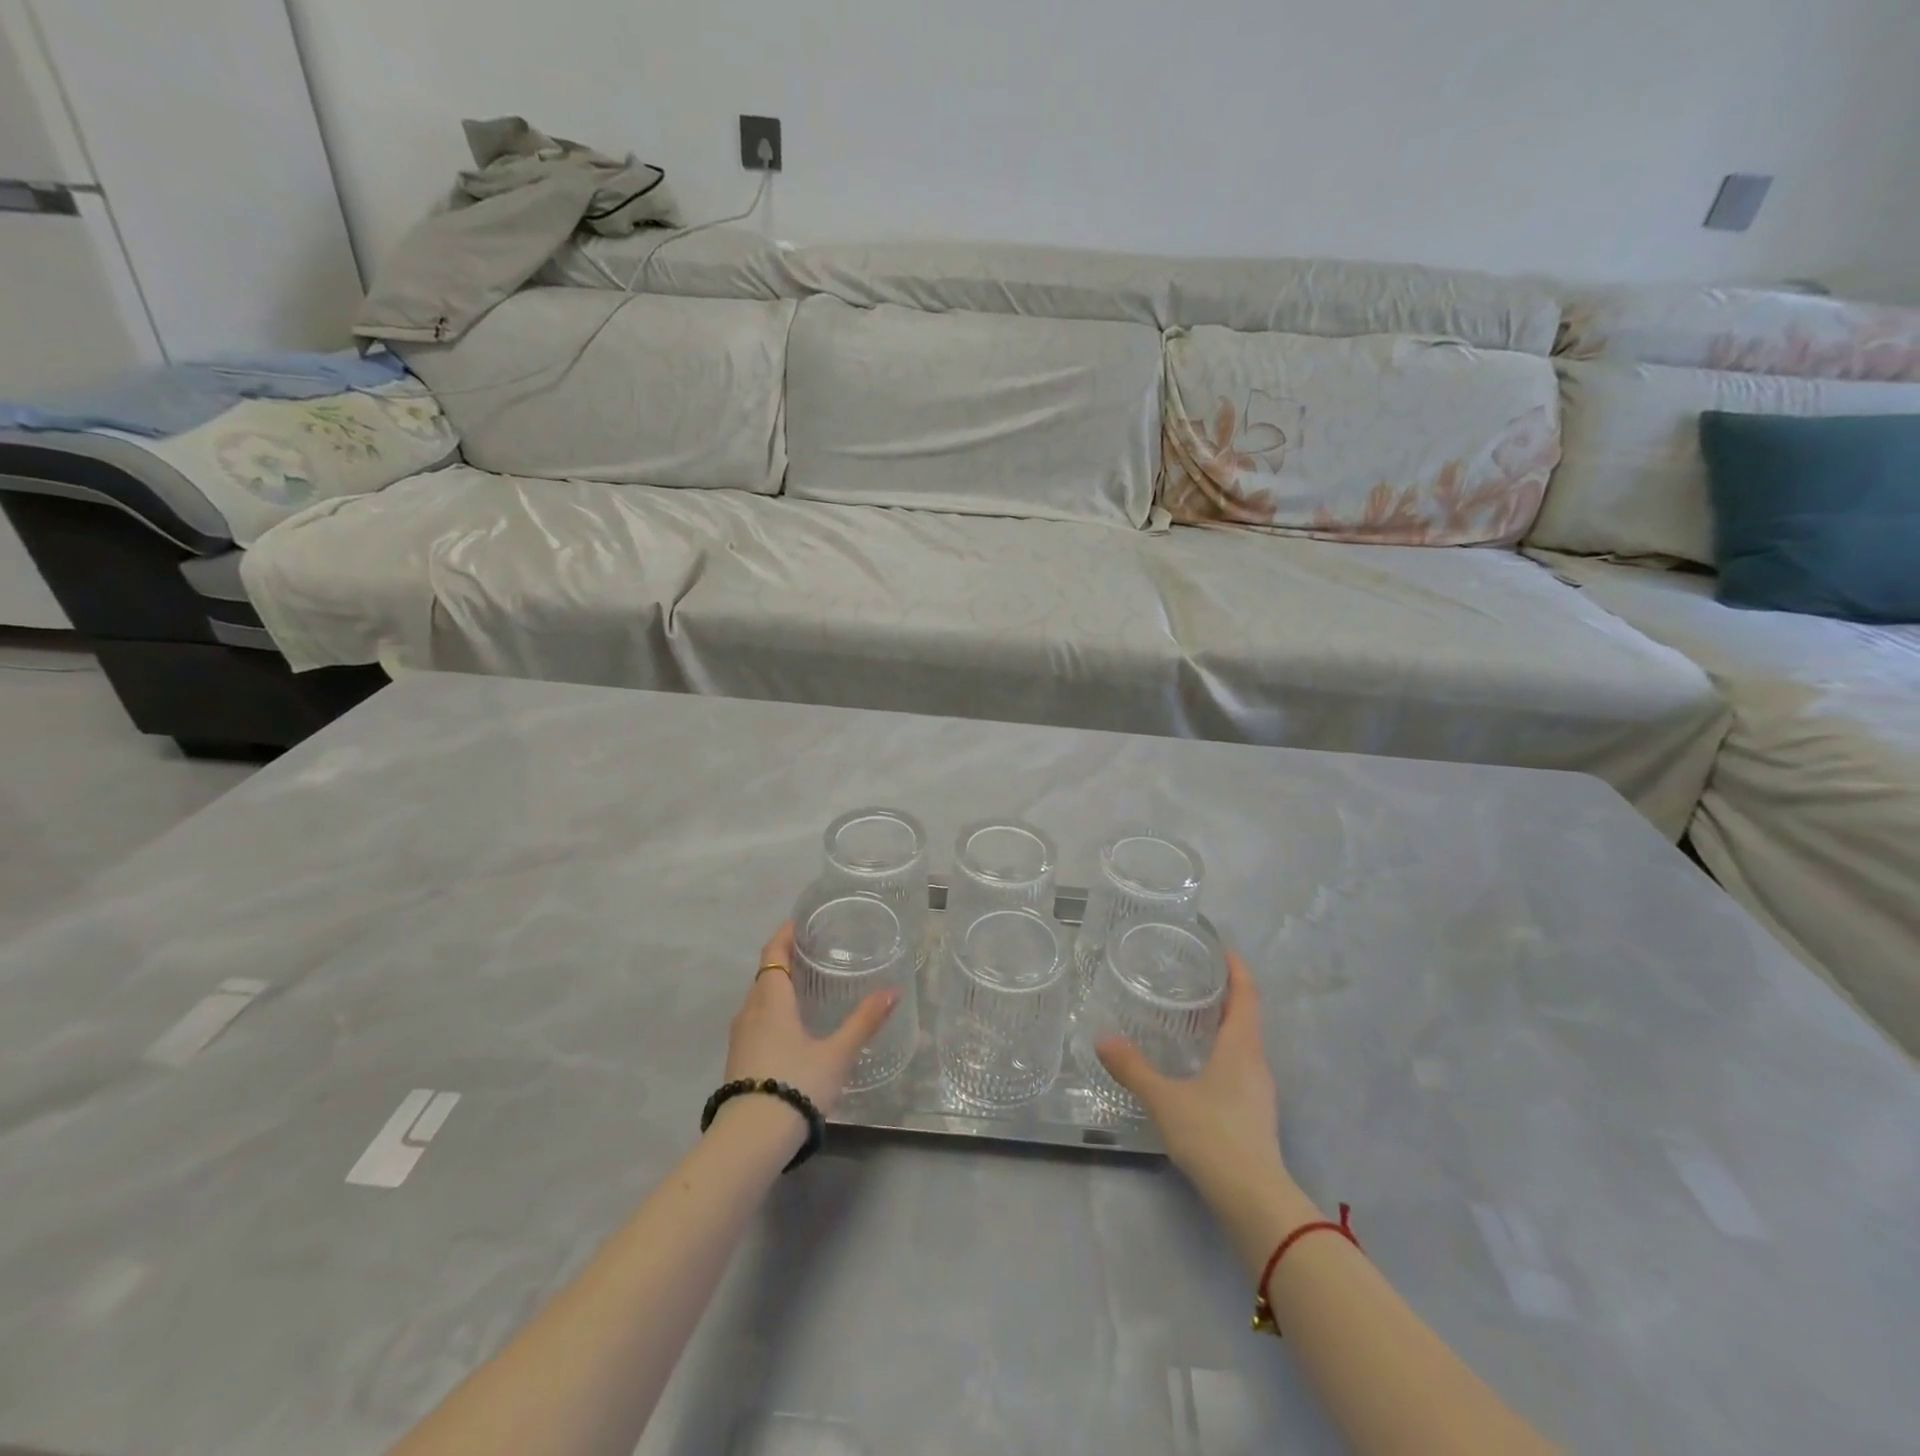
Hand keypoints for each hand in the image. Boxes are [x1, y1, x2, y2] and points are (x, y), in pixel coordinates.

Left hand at [725, 923, 899, 1115]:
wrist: (750, 1140)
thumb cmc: (796, 1083)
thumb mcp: (837, 1053)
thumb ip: (864, 1021)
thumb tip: (892, 991)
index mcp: (771, 1000)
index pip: (773, 953)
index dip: (785, 935)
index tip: (801, 923)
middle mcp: (750, 1011)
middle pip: (765, 975)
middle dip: (785, 960)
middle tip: (814, 953)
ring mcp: (740, 1037)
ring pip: (758, 1000)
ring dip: (777, 988)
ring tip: (806, 987)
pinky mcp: (737, 1060)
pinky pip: (755, 1021)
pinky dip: (772, 1011)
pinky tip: (791, 1027)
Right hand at [1096, 953, 1286, 1199]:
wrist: (1254, 1201)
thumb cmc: (1213, 1135)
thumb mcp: (1165, 1099)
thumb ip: (1133, 1069)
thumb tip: (1103, 1039)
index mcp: (1241, 1047)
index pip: (1246, 995)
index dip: (1237, 970)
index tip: (1223, 949)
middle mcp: (1256, 1063)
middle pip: (1247, 1018)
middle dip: (1226, 995)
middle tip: (1195, 978)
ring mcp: (1260, 1092)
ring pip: (1245, 1045)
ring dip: (1225, 1026)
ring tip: (1192, 1016)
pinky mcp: (1256, 1116)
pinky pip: (1241, 1068)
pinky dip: (1223, 1054)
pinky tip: (1199, 1065)